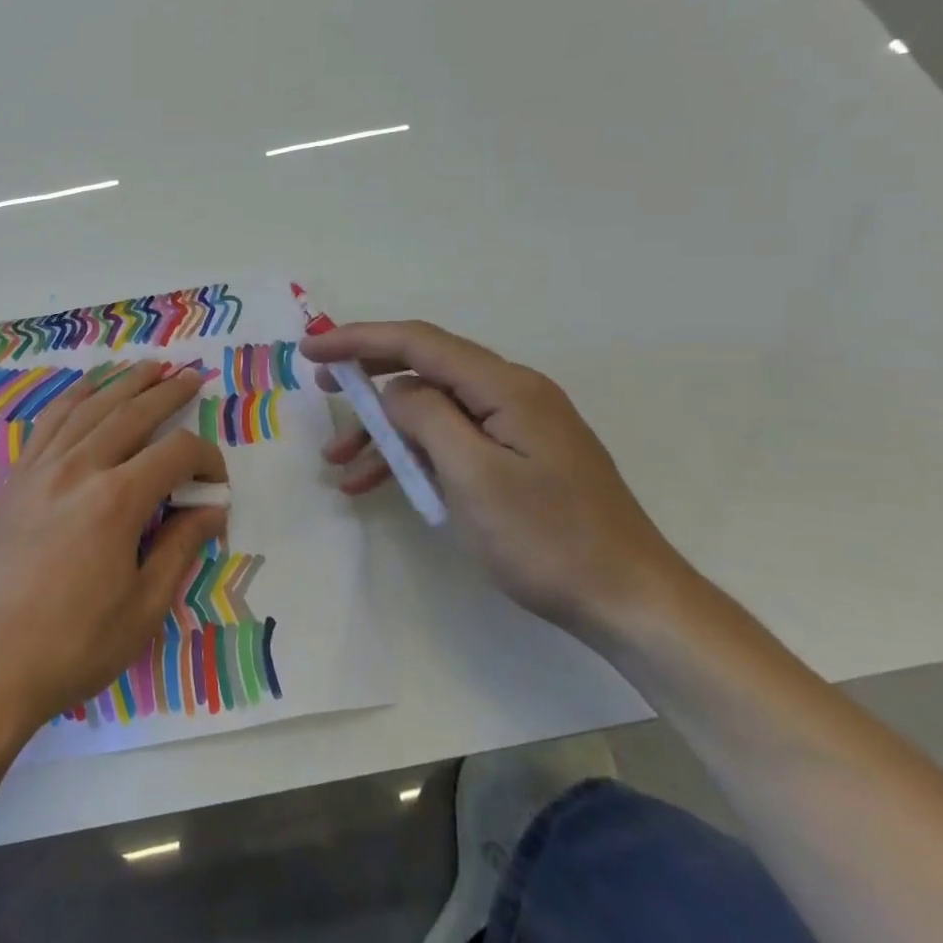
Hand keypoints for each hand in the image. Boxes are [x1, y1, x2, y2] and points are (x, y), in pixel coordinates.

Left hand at [0, 362, 228, 729]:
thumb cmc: (72, 646)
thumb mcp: (143, 608)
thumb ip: (180, 548)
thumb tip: (211, 510)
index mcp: (116, 500)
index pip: (175, 454)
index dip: (206, 459)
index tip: (218, 484)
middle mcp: (79, 468)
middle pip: (132, 414)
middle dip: (167, 391)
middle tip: (192, 376)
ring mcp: (41, 469)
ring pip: (89, 408)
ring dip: (122, 383)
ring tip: (148, 366)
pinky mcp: (16, 480)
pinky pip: (48, 423)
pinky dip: (73, 398)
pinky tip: (86, 390)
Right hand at [303, 321, 691, 641]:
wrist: (630, 602)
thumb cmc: (547, 539)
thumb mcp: (474, 476)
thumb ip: (427, 418)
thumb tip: (395, 392)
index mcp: (506, 387)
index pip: (420, 343)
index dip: (360, 339)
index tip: (312, 351)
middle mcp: (512, 393)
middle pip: (425, 369)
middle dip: (369, 380)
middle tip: (322, 390)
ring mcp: (517, 426)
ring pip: (434, 411)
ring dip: (386, 433)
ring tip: (341, 467)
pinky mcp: (518, 456)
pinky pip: (453, 440)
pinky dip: (415, 456)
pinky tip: (384, 484)